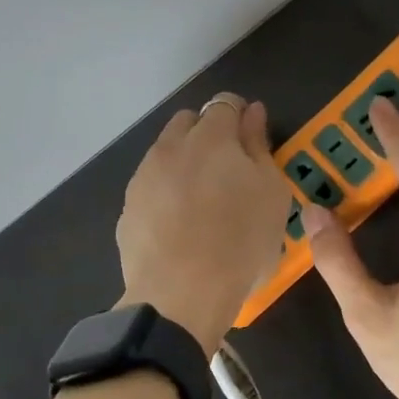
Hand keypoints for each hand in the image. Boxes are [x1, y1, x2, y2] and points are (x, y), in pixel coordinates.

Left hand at [117, 93, 291, 353]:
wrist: (180, 296)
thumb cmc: (240, 242)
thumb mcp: (271, 193)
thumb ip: (259, 146)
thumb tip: (253, 112)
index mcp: (211, 136)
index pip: (225, 103)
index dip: (241, 116)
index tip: (251, 141)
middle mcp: (170, 147)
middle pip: (189, 122)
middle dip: (208, 134)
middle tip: (229, 171)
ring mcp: (143, 178)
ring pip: (165, 154)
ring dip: (184, 164)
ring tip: (203, 202)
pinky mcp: (127, 209)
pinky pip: (150, 188)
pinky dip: (165, 195)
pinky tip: (179, 227)